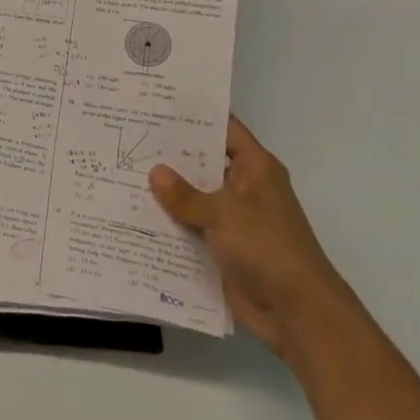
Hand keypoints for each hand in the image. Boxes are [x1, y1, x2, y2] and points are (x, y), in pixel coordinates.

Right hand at [150, 116, 355, 360]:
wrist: (298, 314)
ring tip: (121, 171)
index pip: (222, 128)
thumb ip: (185, 194)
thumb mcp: (223, 214)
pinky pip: (191, 228)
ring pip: (193, 197)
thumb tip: (154, 172)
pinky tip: (134, 214)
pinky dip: (169, 224)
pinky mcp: (223, 248)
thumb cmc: (268, 248)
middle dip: (169, 154)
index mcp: (255, 167)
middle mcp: (244, 188)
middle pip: (203, 162)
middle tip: (128, 135)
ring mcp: (234, 219)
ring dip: (165, 192)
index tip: (156, 104)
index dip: (193, 116)